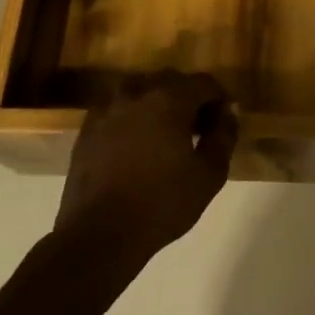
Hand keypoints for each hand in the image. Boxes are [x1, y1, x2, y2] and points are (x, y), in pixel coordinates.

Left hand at [56, 72, 238, 263]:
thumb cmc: (163, 204)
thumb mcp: (209, 175)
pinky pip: (117, 110)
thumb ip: (223, 136)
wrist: (100, 233)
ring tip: (165, 134)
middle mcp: (135, 94)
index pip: (203, 83)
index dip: (219, 98)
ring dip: (157, 104)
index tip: (224, 121)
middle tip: (198, 129)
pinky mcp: (87, 130)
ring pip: (140, 92)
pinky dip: (131, 118)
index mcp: (168, 100)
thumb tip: (227, 113)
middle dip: (189, 98)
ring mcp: (106, 110)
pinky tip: (136, 145)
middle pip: (170, 81)